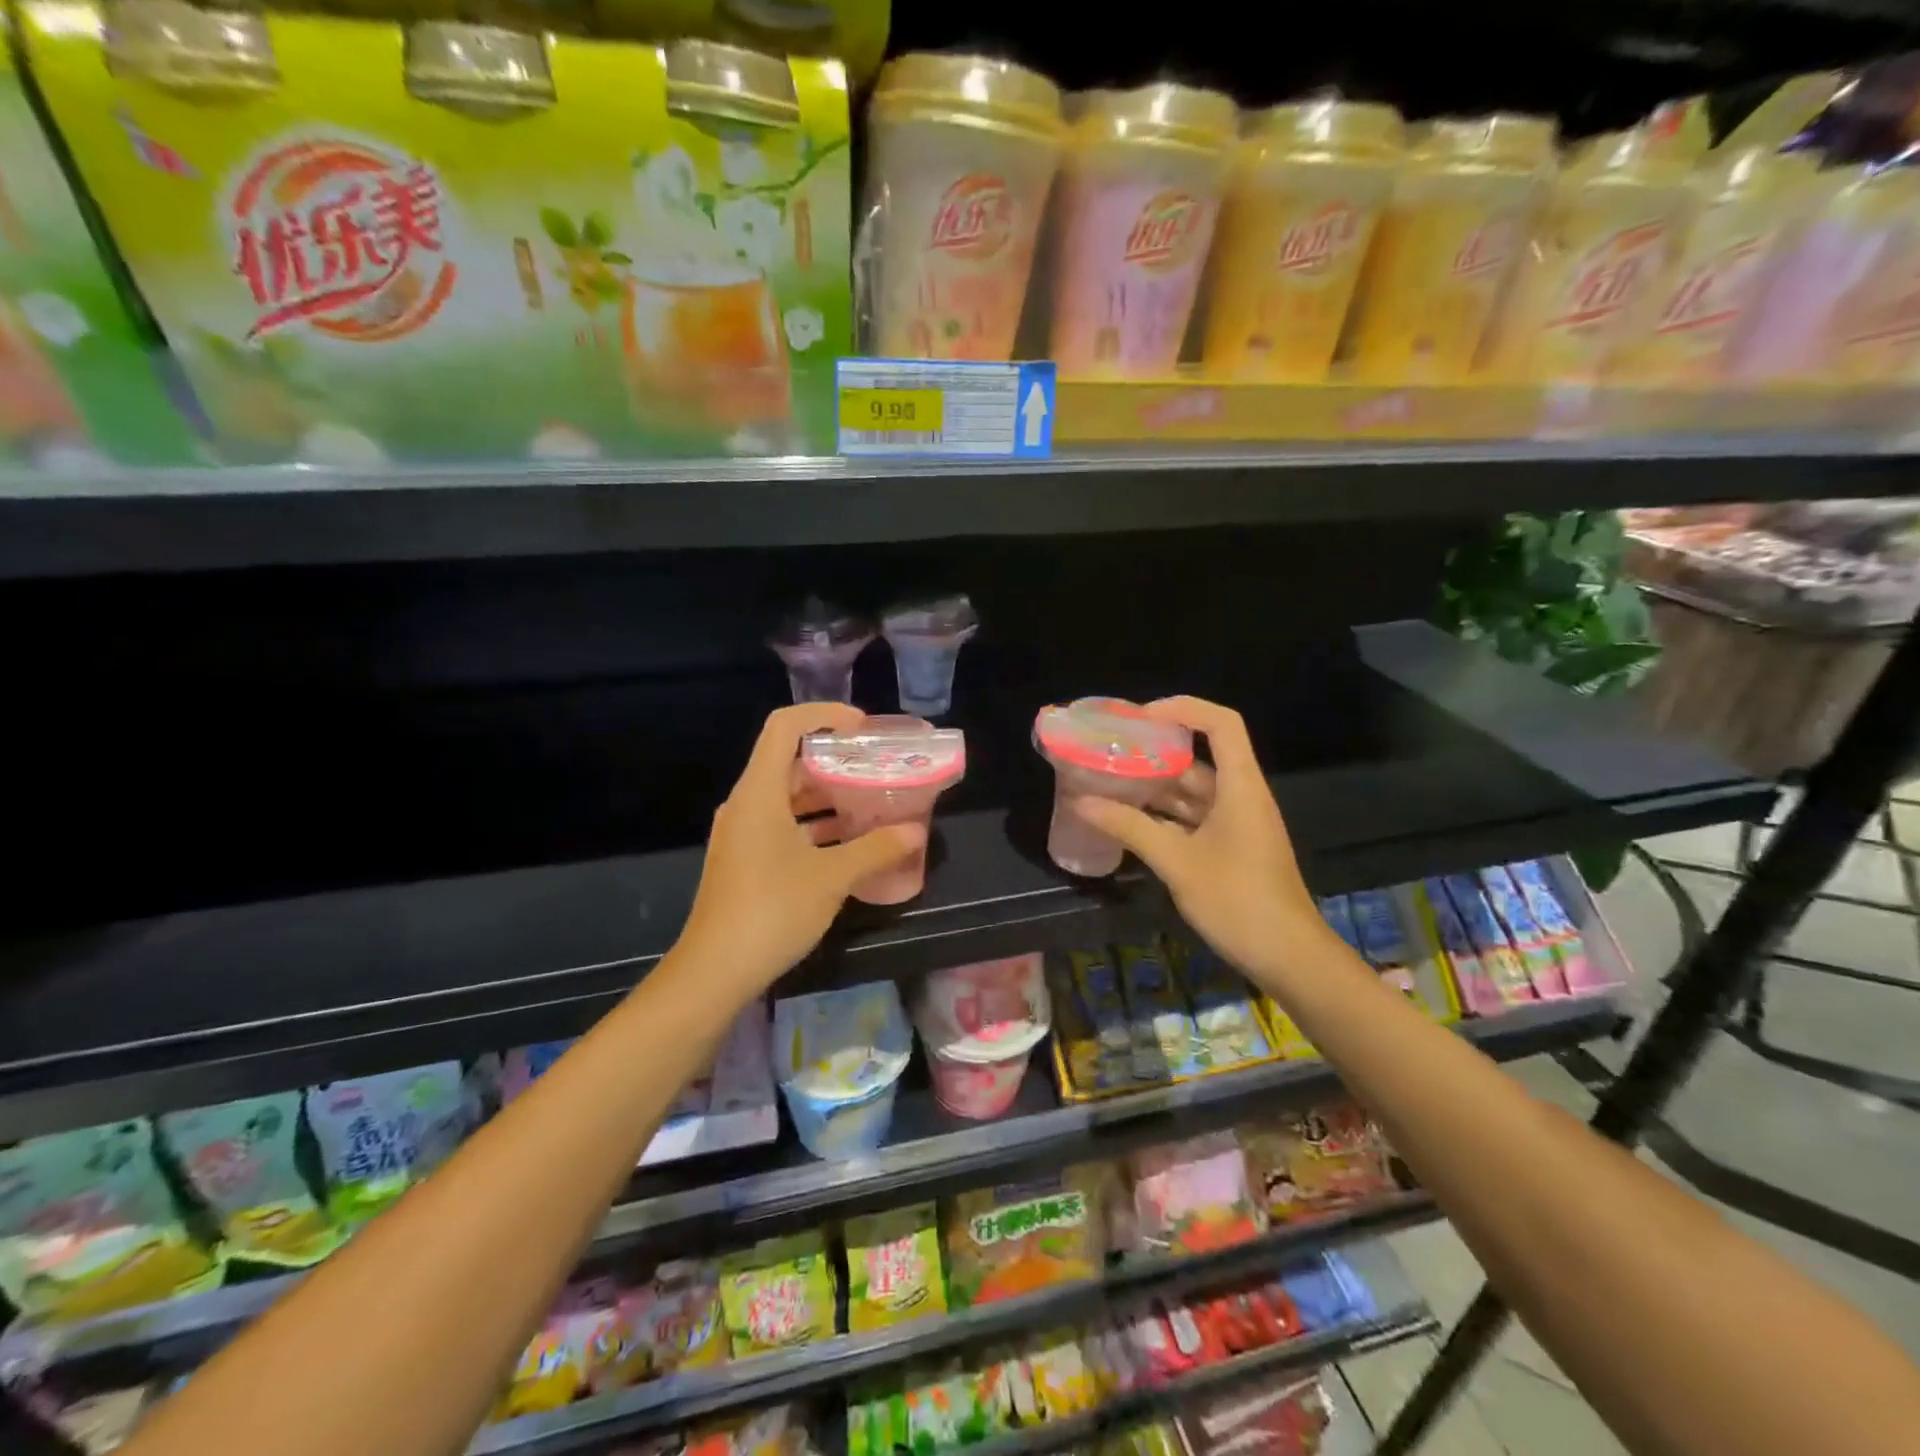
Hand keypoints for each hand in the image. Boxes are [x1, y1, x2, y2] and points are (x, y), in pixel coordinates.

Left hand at [673, 704, 924, 998]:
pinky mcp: (746, 858)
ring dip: (828, 794)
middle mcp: (747, 804)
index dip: (824, 716)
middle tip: (878, 766)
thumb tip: (915, 832)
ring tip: (872, 800)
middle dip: (835, 759)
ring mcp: (743, 833)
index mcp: (760, 792)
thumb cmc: (772, 911)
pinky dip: (816, 823)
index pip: (785, 726)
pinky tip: (849, 840)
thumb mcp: (832, 878)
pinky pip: (784, 823)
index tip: (863, 728)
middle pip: (789, 760)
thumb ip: (876, 849)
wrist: (714, 972)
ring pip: (788, 795)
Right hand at [1069, 697, 1326, 982]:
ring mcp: (1237, 824)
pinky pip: (1193, 818)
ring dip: (1155, 786)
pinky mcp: (1231, 848)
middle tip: (1111, 751)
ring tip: (1109, 782)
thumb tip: (1082, 802)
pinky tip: (1128, 821)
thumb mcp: (1177, 862)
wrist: (1288, 957)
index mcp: (1240, 787)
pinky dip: (1163, 815)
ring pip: (1192, 791)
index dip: (1182, 709)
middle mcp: (1240, 796)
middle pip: (1200, 756)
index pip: (1220, 723)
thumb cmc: (1238, 901)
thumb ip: (1130, 828)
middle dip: (1155, 751)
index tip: (1140, 717)